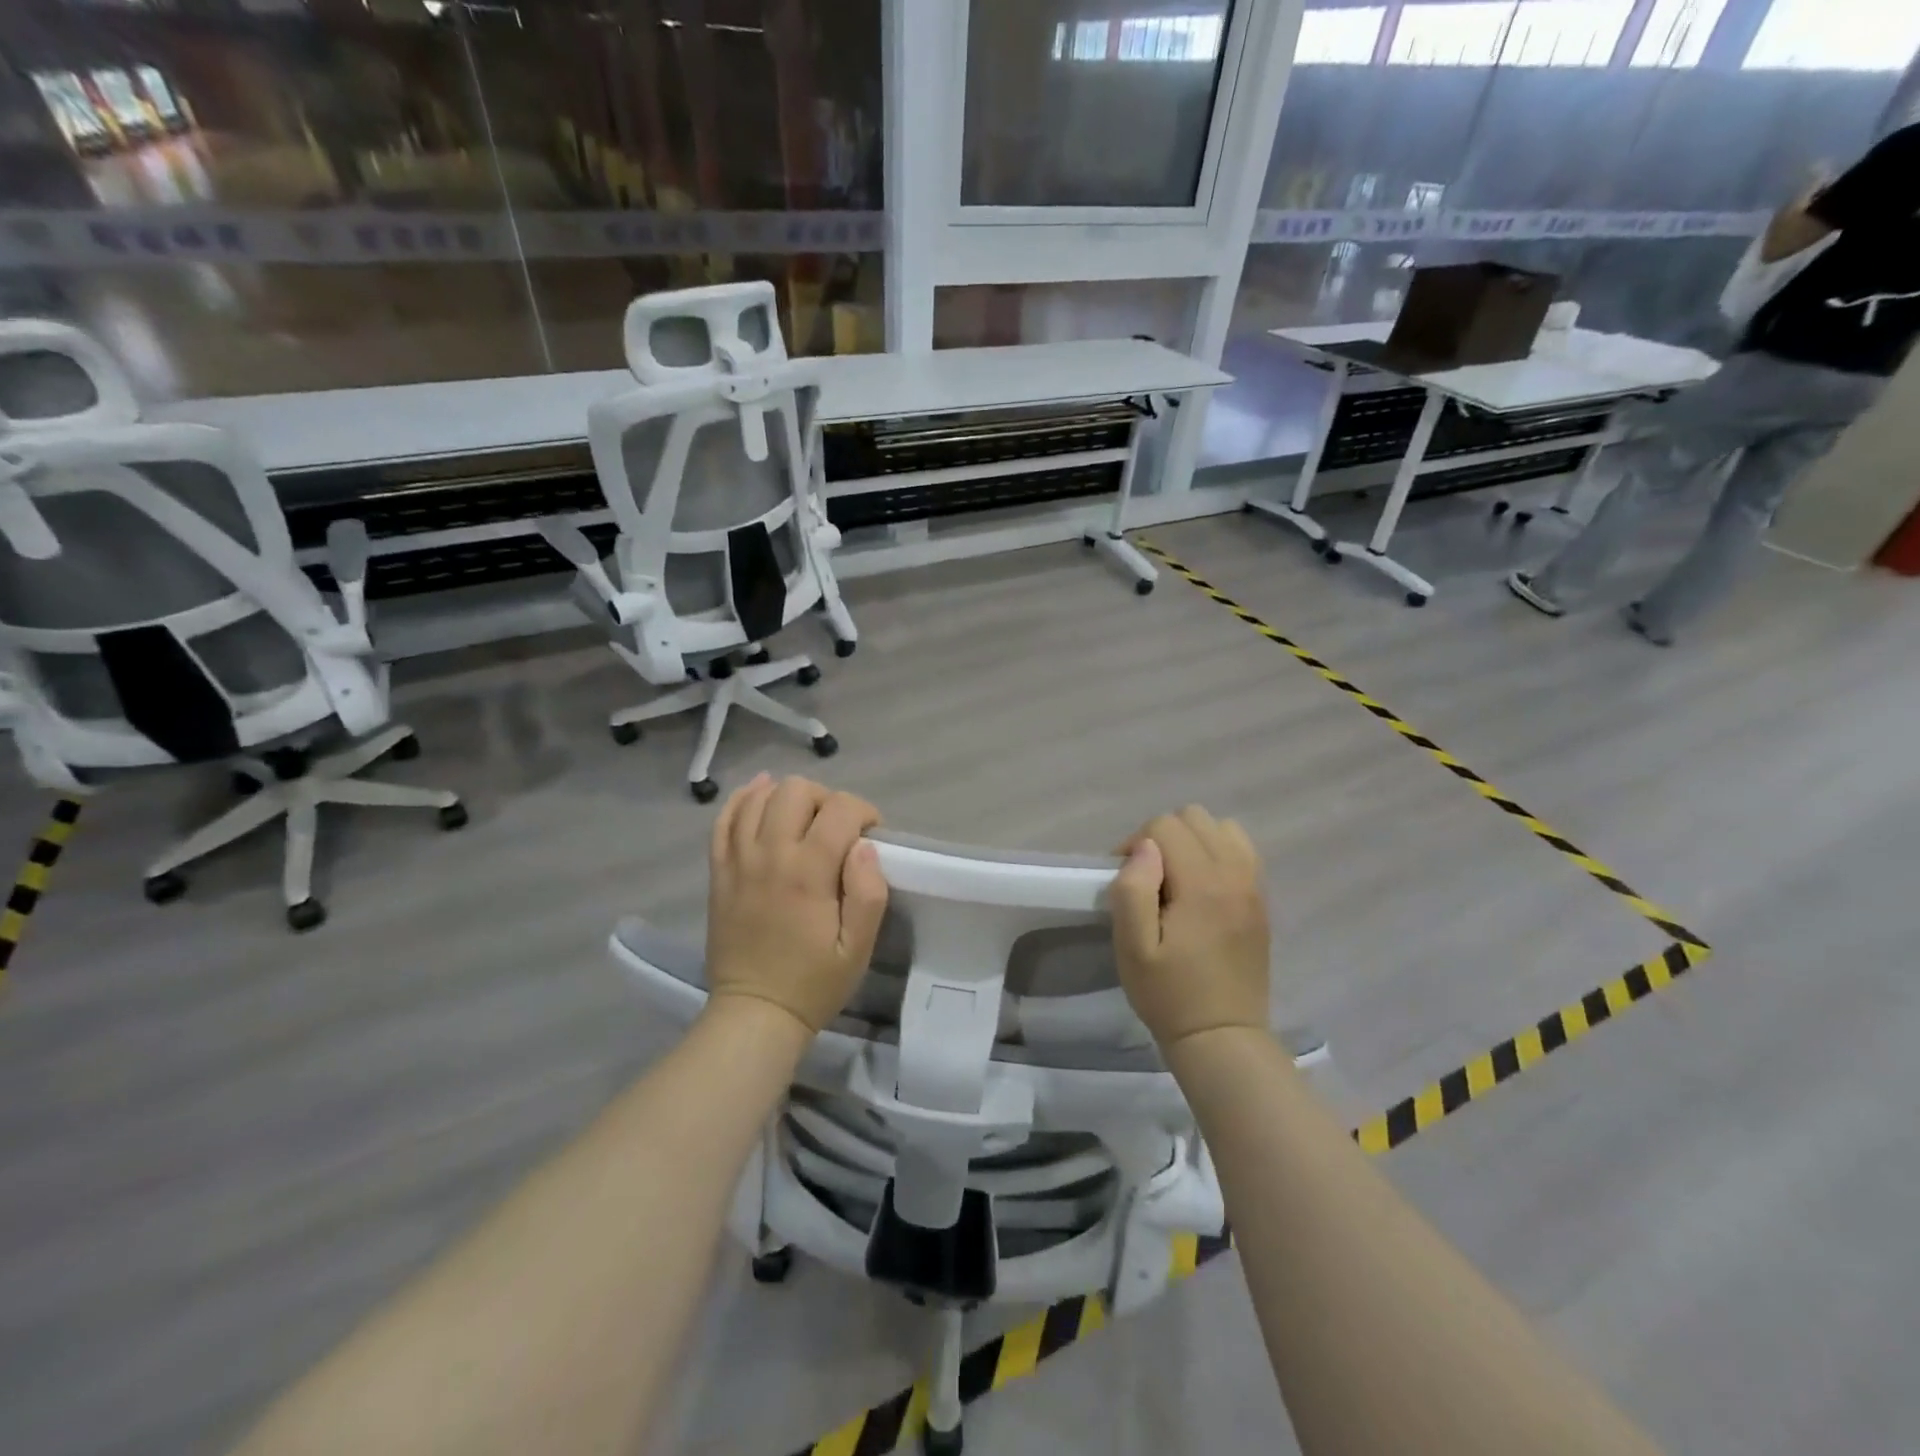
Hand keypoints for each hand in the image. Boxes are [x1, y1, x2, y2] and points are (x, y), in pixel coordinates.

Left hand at [705, 774, 888, 1035]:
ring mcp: (738, 860)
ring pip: (760, 797)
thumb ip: (869, 893)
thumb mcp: (858, 948)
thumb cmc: (813, 982)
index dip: (863, 812)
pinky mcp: (719, 870)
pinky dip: (743, 799)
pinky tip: (760, 796)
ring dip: (788, 797)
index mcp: (808, 872)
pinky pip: (725, 818)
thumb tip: (865, 847)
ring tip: (804, 819)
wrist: (755, 1013)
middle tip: (836, 830)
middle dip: (826, 799)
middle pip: (796, 790)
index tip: (871, 835)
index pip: (840, 808)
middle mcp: (770, 855)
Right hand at [1109, 806, 1270, 1051]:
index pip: (1164, 826)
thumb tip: (1144, 849)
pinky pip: (1241, 850)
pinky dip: (1217, 853)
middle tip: (1148, 878)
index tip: (1124, 879)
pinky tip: (1202, 886)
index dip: (1135, 844)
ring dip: (1193, 841)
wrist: (1222, 1037)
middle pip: (1194, 817)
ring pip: (1222, 828)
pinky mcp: (1261, 900)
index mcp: (1203, 884)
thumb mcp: (1133, 948)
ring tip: (1177, 878)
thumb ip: (1133, 890)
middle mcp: (1235, 874)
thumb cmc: (1169, 994)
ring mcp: (1254, 886)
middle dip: (1163, 837)